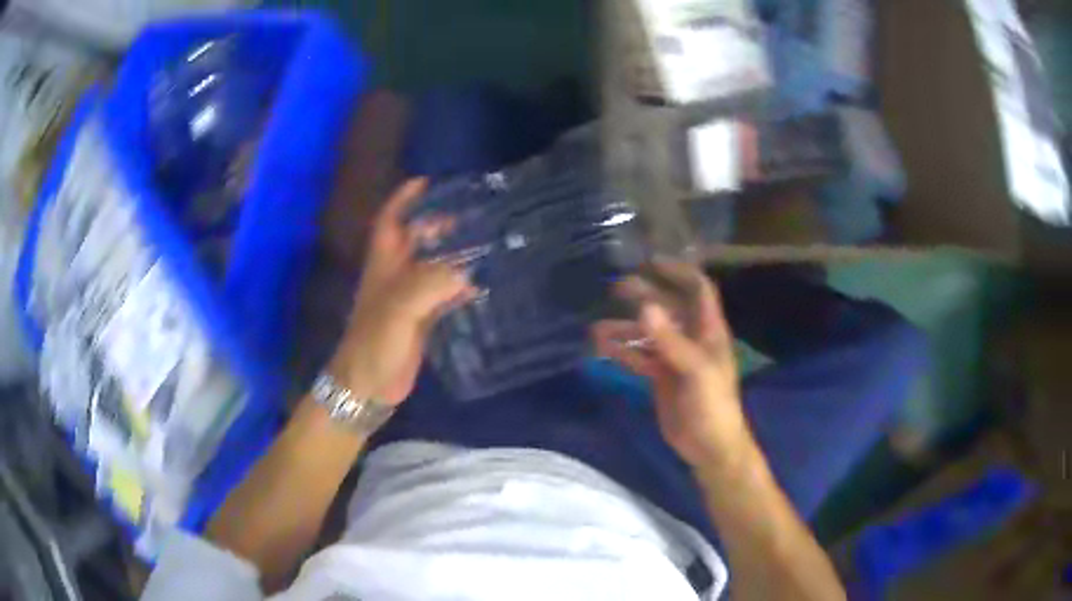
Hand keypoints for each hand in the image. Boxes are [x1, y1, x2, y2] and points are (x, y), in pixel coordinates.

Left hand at [329, 178, 475, 403]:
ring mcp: (408, 298)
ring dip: (454, 253)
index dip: (404, 199)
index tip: (427, 182)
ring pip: (433, 265)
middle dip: (439, 223)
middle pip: (416, 239)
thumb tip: (467, 271)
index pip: (390, 221)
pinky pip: (443, 294)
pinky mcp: (420, 320)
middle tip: (472, 214)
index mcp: (384, 264)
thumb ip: (430, 285)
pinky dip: (460, 287)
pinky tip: (481, 286)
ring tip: (485, 242)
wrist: (368, 386)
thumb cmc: (375, 343)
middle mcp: (396, 275)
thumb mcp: (399, 309)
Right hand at [592, 261, 748, 467]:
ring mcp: (675, 358)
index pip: (698, 289)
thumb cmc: (713, 406)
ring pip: (648, 334)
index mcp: (708, 331)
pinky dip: (621, 352)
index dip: (679, 271)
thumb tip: (644, 306)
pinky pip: (639, 358)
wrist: (710, 447)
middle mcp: (691, 338)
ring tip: (597, 327)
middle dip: (644, 295)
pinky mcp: (661, 378)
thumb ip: (670, 340)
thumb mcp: (695, 371)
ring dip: (626, 328)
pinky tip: (601, 348)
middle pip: (667, 308)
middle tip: (615, 288)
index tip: (651, 262)